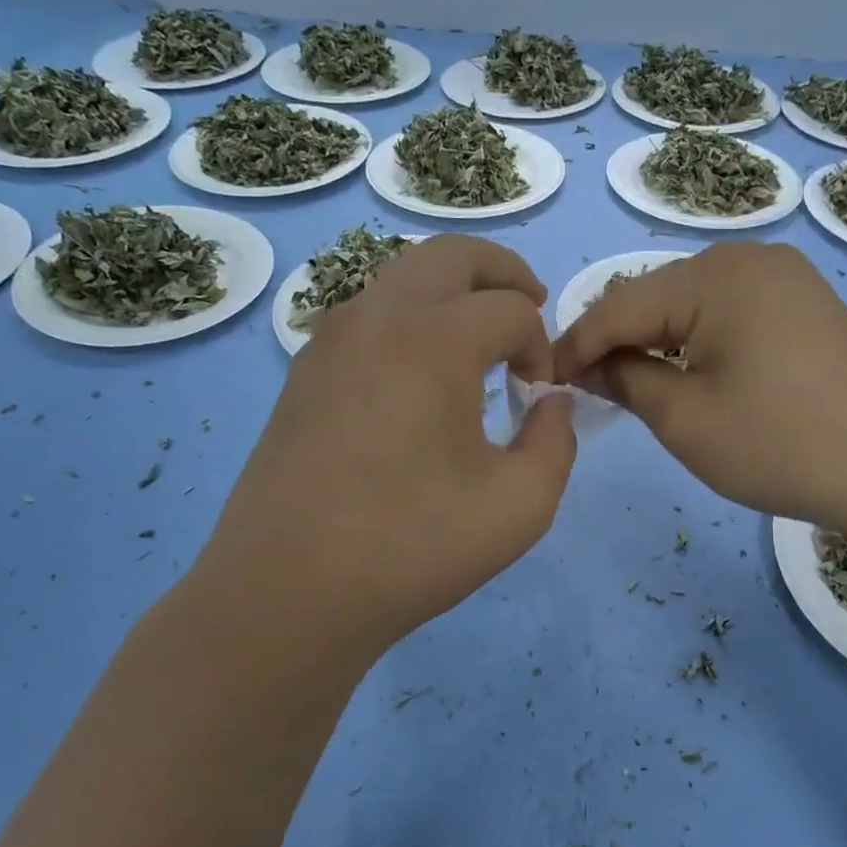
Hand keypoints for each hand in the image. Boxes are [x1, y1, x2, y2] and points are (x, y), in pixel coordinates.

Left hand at [197, 235, 575, 658]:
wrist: (289, 591)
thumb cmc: (413, 546)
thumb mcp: (520, 505)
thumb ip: (557, 440)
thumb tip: (552, 402)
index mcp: (434, 339)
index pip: (511, 310)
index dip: (542, 346)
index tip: (540, 395)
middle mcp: (377, 317)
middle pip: (451, 255)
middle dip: (503, 272)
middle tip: (530, 306)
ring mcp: (330, 339)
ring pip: (402, 277)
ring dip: (452, 291)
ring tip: (478, 339)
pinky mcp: (304, 371)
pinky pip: (368, 314)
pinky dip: (409, 319)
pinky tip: (419, 376)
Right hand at [552, 242, 846, 534]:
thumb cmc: (783, 444)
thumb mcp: (686, 420)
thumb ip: (625, 381)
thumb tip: (586, 366)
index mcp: (715, 276)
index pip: (618, 304)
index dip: (573, 344)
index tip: (539, 379)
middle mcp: (748, 258)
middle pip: (654, 296)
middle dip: (614, 341)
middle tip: (584, 389)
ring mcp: (784, 278)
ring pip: (690, 305)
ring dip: (654, 342)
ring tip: (629, 385)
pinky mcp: (806, 304)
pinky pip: (728, 313)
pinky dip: (696, 342)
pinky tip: (688, 374)